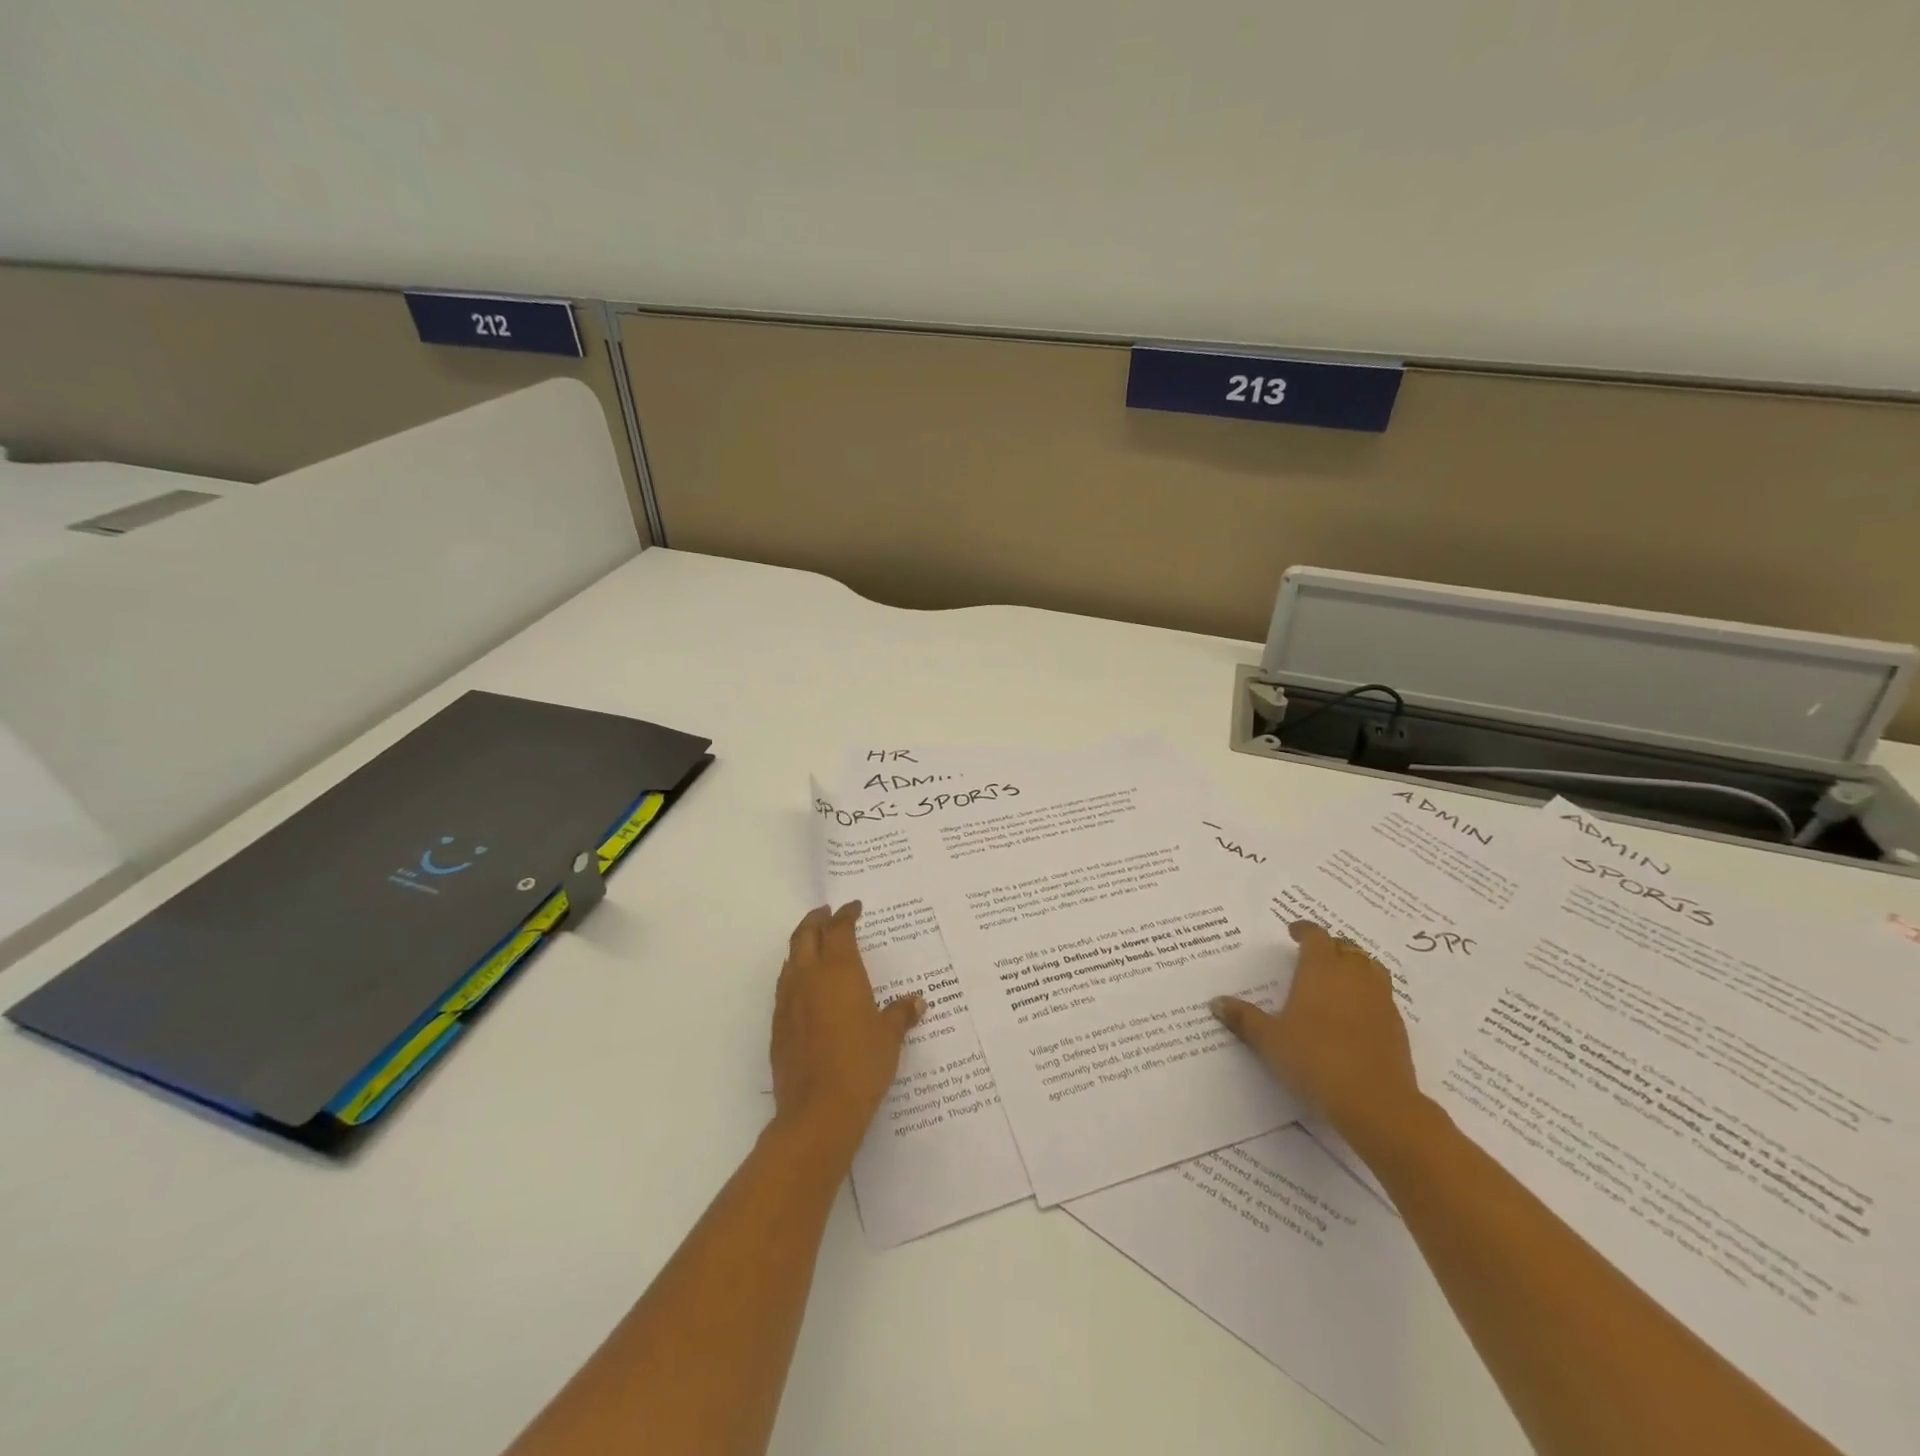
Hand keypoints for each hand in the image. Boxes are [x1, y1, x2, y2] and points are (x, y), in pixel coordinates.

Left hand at [770, 902, 923, 1155]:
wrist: (818, 1110)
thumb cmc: (861, 1064)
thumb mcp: (889, 1037)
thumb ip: (900, 1014)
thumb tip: (916, 1002)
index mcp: (839, 971)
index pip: (839, 930)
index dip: (846, 915)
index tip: (854, 908)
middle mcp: (809, 978)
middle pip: (805, 935)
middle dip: (816, 920)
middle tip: (828, 914)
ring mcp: (788, 1001)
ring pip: (790, 958)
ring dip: (802, 945)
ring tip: (815, 944)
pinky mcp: (778, 1026)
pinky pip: (784, 986)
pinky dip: (795, 974)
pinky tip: (806, 987)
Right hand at [1211, 920, 1423, 1157]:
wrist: (1374, 1101)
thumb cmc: (1314, 1059)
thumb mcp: (1269, 1040)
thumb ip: (1243, 1018)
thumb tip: (1216, 1002)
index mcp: (1321, 969)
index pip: (1315, 936)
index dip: (1304, 931)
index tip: (1293, 932)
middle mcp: (1353, 976)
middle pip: (1346, 948)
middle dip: (1330, 947)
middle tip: (1313, 955)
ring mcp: (1380, 1000)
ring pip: (1370, 968)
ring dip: (1354, 966)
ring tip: (1338, 977)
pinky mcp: (1397, 1026)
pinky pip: (1382, 996)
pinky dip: (1368, 994)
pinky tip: (1354, 1013)